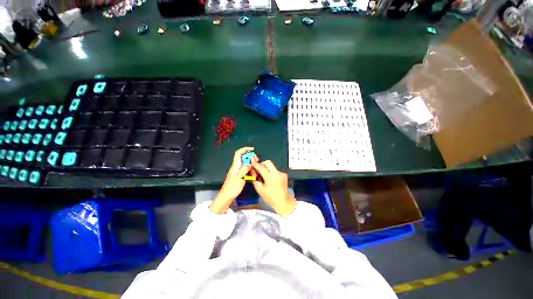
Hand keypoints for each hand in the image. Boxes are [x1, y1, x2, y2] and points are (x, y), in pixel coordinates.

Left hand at [209, 147, 254, 213]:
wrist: (226, 197)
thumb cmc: (232, 188)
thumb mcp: (240, 178)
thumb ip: (245, 169)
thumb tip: (250, 161)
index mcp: (235, 166)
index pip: (238, 153)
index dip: (245, 149)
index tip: (252, 149)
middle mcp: (236, 167)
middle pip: (244, 158)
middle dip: (251, 159)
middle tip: (257, 163)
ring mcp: (238, 171)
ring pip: (246, 165)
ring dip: (251, 167)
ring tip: (255, 172)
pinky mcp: (239, 175)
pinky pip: (246, 170)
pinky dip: (250, 172)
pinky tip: (253, 176)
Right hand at [251, 160, 296, 215]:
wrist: (283, 202)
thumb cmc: (271, 198)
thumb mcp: (260, 190)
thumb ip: (255, 180)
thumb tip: (253, 173)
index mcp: (270, 177)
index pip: (261, 168)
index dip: (256, 164)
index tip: (252, 160)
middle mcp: (277, 173)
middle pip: (268, 162)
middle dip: (262, 164)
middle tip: (258, 169)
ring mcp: (281, 173)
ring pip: (272, 166)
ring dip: (267, 169)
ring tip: (264, 176)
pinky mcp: (284, 175)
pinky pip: (276, 170)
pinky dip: (272, 173)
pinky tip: (271, 179)